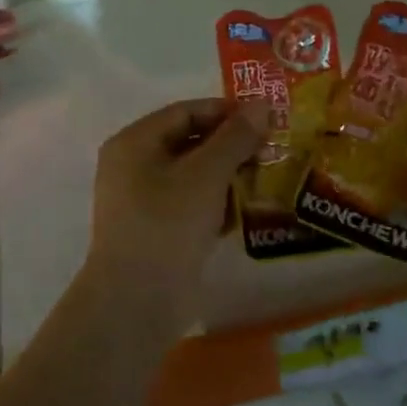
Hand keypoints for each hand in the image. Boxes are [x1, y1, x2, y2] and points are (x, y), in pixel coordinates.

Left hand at [81, 98, 263, 328]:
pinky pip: (190, 204)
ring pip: (193, 175)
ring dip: (227, 176)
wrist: (137, 301)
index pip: (186, 112)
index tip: (267, 121)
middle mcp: (134, 165)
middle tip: (272, 151)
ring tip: (266, 179)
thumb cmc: (168, 224)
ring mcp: (143, 200)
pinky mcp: (156, 230)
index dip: (227, 113)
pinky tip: (245, 211)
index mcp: (135, 142)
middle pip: (189, 142)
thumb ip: (235, 137)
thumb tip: (262, 104)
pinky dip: (216, 203)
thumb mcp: (206, 174)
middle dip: (231, 146)